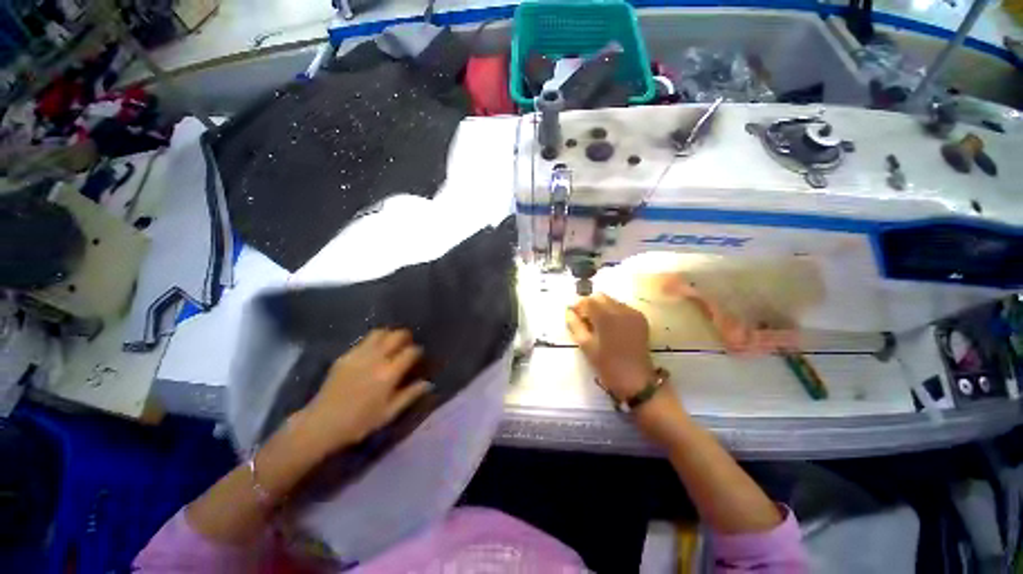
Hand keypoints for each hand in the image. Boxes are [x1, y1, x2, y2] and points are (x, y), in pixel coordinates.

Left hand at [295, 329, 431, 456]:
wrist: (321, 424)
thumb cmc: (360, 422)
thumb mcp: (389, 413)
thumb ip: (410, 395)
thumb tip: (428, 383)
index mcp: (389, 373)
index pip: (411, 351)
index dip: (418, 351)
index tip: (418, 357)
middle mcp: (376, 358)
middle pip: (397, 335)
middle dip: (406, 337)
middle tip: (407, 345)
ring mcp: (359, 355)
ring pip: (380, 333)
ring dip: (389, 335)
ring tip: (391, 343)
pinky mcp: (345, 356)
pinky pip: (364, 340)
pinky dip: (374, 340)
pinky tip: (373, 351)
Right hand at [565, 294, 656, 400]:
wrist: (636, 380)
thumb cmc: (606, 365)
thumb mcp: (585, 345)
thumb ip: (574, 324)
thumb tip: (569, 311)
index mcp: (605, 316)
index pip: (587, 300)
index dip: (578, 306)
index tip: (574, 316)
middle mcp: (620, 309)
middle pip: (600, 297)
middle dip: (590, 305)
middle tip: (585, 321)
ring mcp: (633, 313)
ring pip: (611, 301)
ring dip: (602, 308)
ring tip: (599, 326)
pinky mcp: (641, 318)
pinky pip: (622, 308)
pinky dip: (614, 312)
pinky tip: (612, 328)